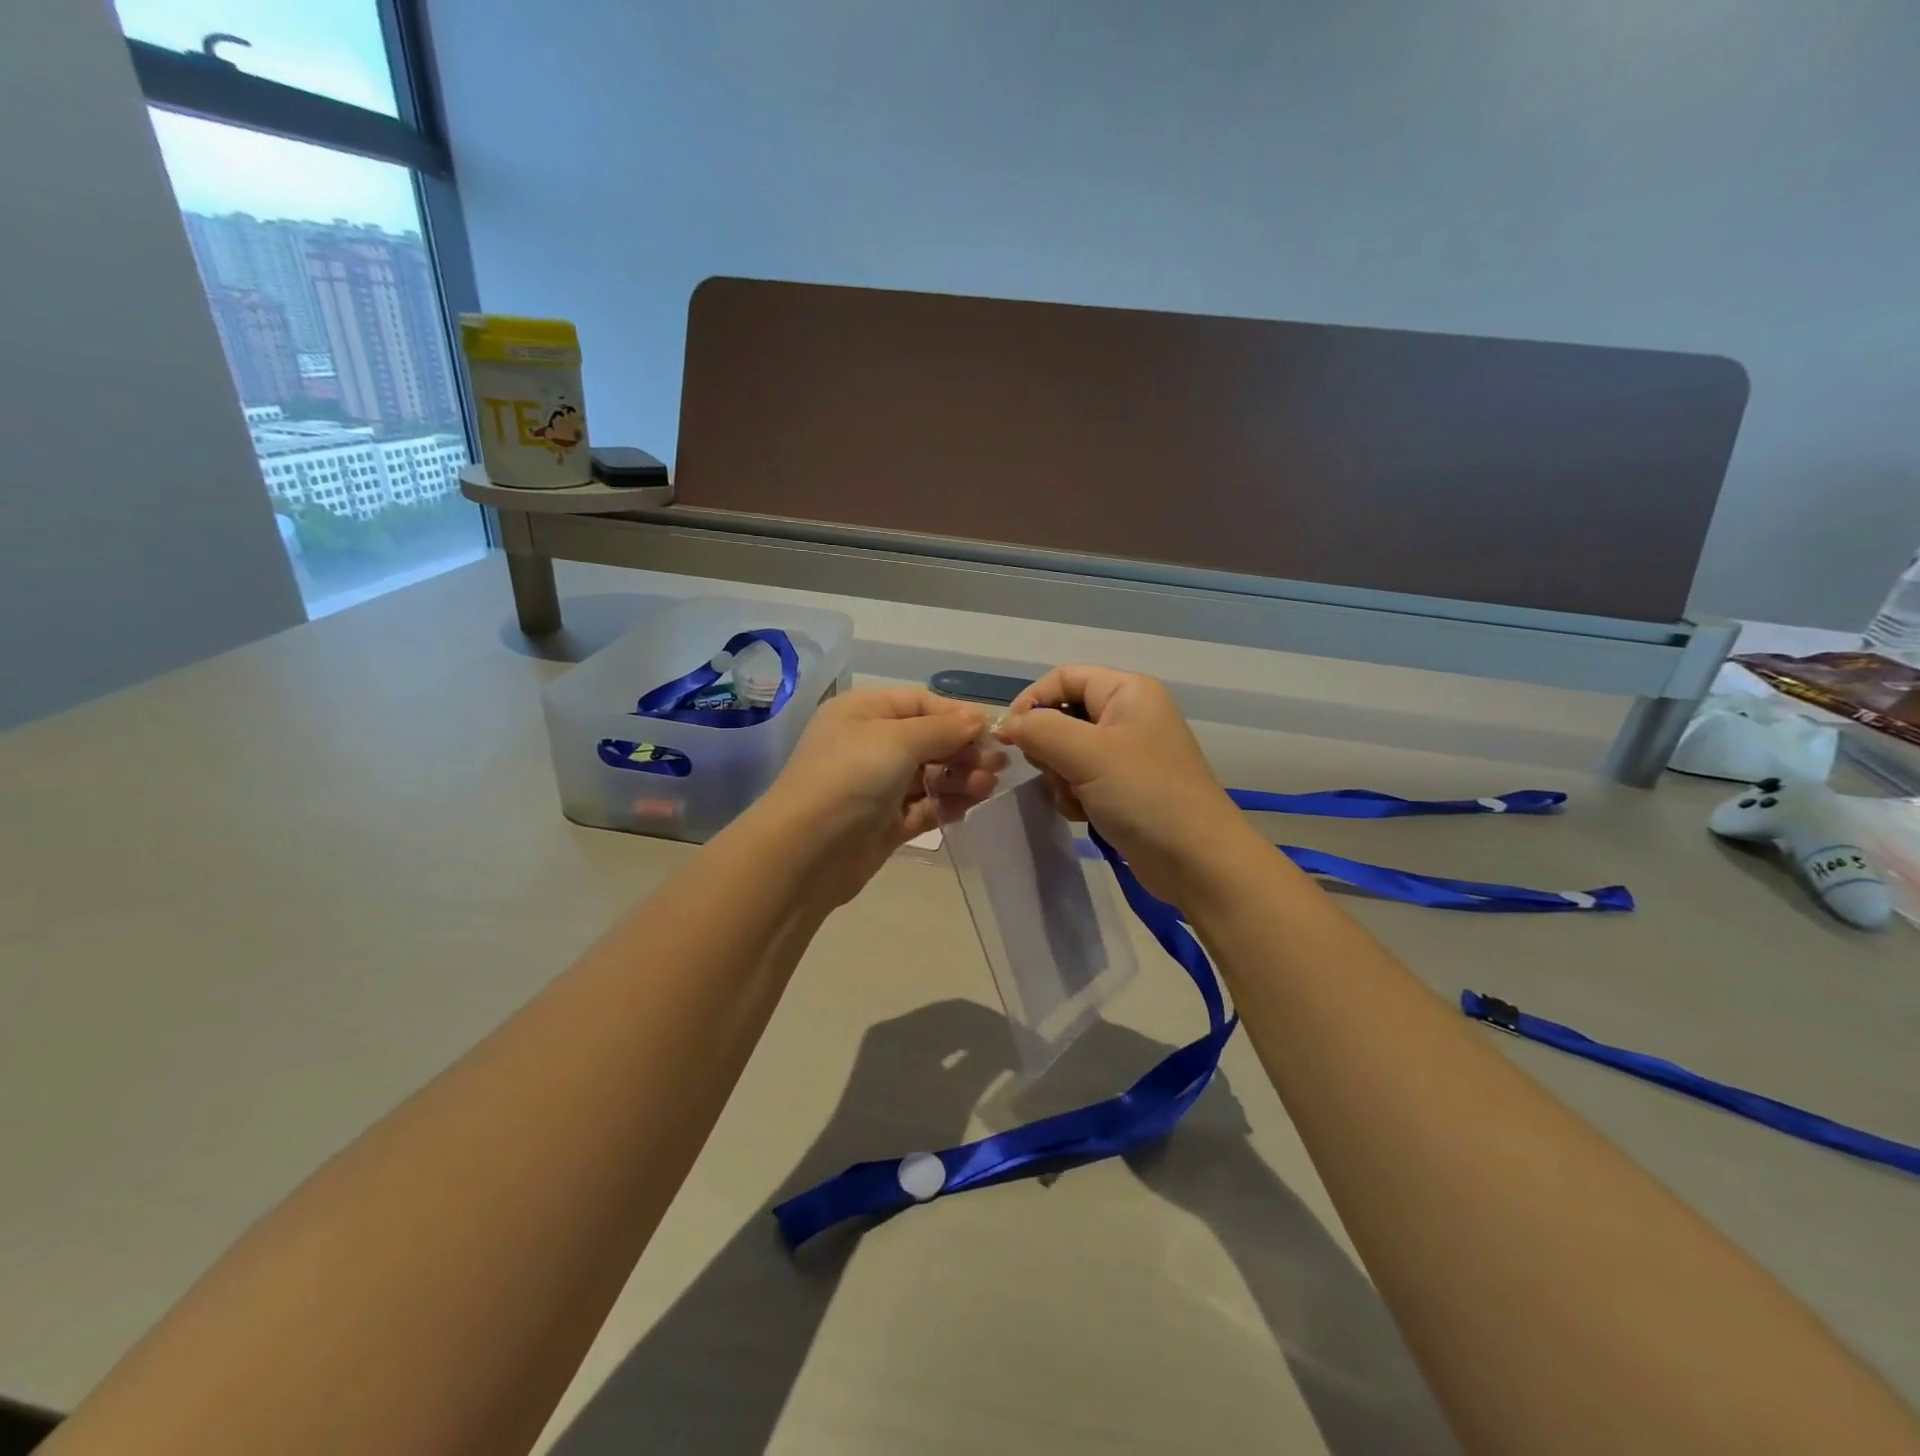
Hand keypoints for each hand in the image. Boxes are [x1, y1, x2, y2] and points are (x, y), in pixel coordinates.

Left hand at [755, 687, 998, 901]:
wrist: (805, 853)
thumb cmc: (850, 778)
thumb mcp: (897, 740)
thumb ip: (943, 729)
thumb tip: (978, 718)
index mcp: (863, 712)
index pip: (920, 703)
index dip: (956, 715)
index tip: (992, 732)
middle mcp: (868, 744)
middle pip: (928, 740)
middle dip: (963, 750)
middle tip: (998, 765)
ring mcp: (876, 786)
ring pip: (929, 775)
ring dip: (960, 778)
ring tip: (987, 787)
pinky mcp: (884, 822)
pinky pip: (923, 806)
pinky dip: (946, 804)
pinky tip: (970, 806)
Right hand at [998, 666, 1259, 905]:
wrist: (1197, 860)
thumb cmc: (1144, 794)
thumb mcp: (1086, 754)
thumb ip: (1039, 729)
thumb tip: (1006, 724)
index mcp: (1127, 691)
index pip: (1062, 677)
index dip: (1031, 701)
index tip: (1010, 737)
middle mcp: (1128, 715)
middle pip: (1062, 716)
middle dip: (1049, 748)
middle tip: (1056, 773)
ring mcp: (1127, 753)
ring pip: (1066, 752)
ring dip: (1061, 778)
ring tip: (1077, 800)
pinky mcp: (1124, 787)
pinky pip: (1081, 780)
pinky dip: (1075, 796)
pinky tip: (1086, 815)